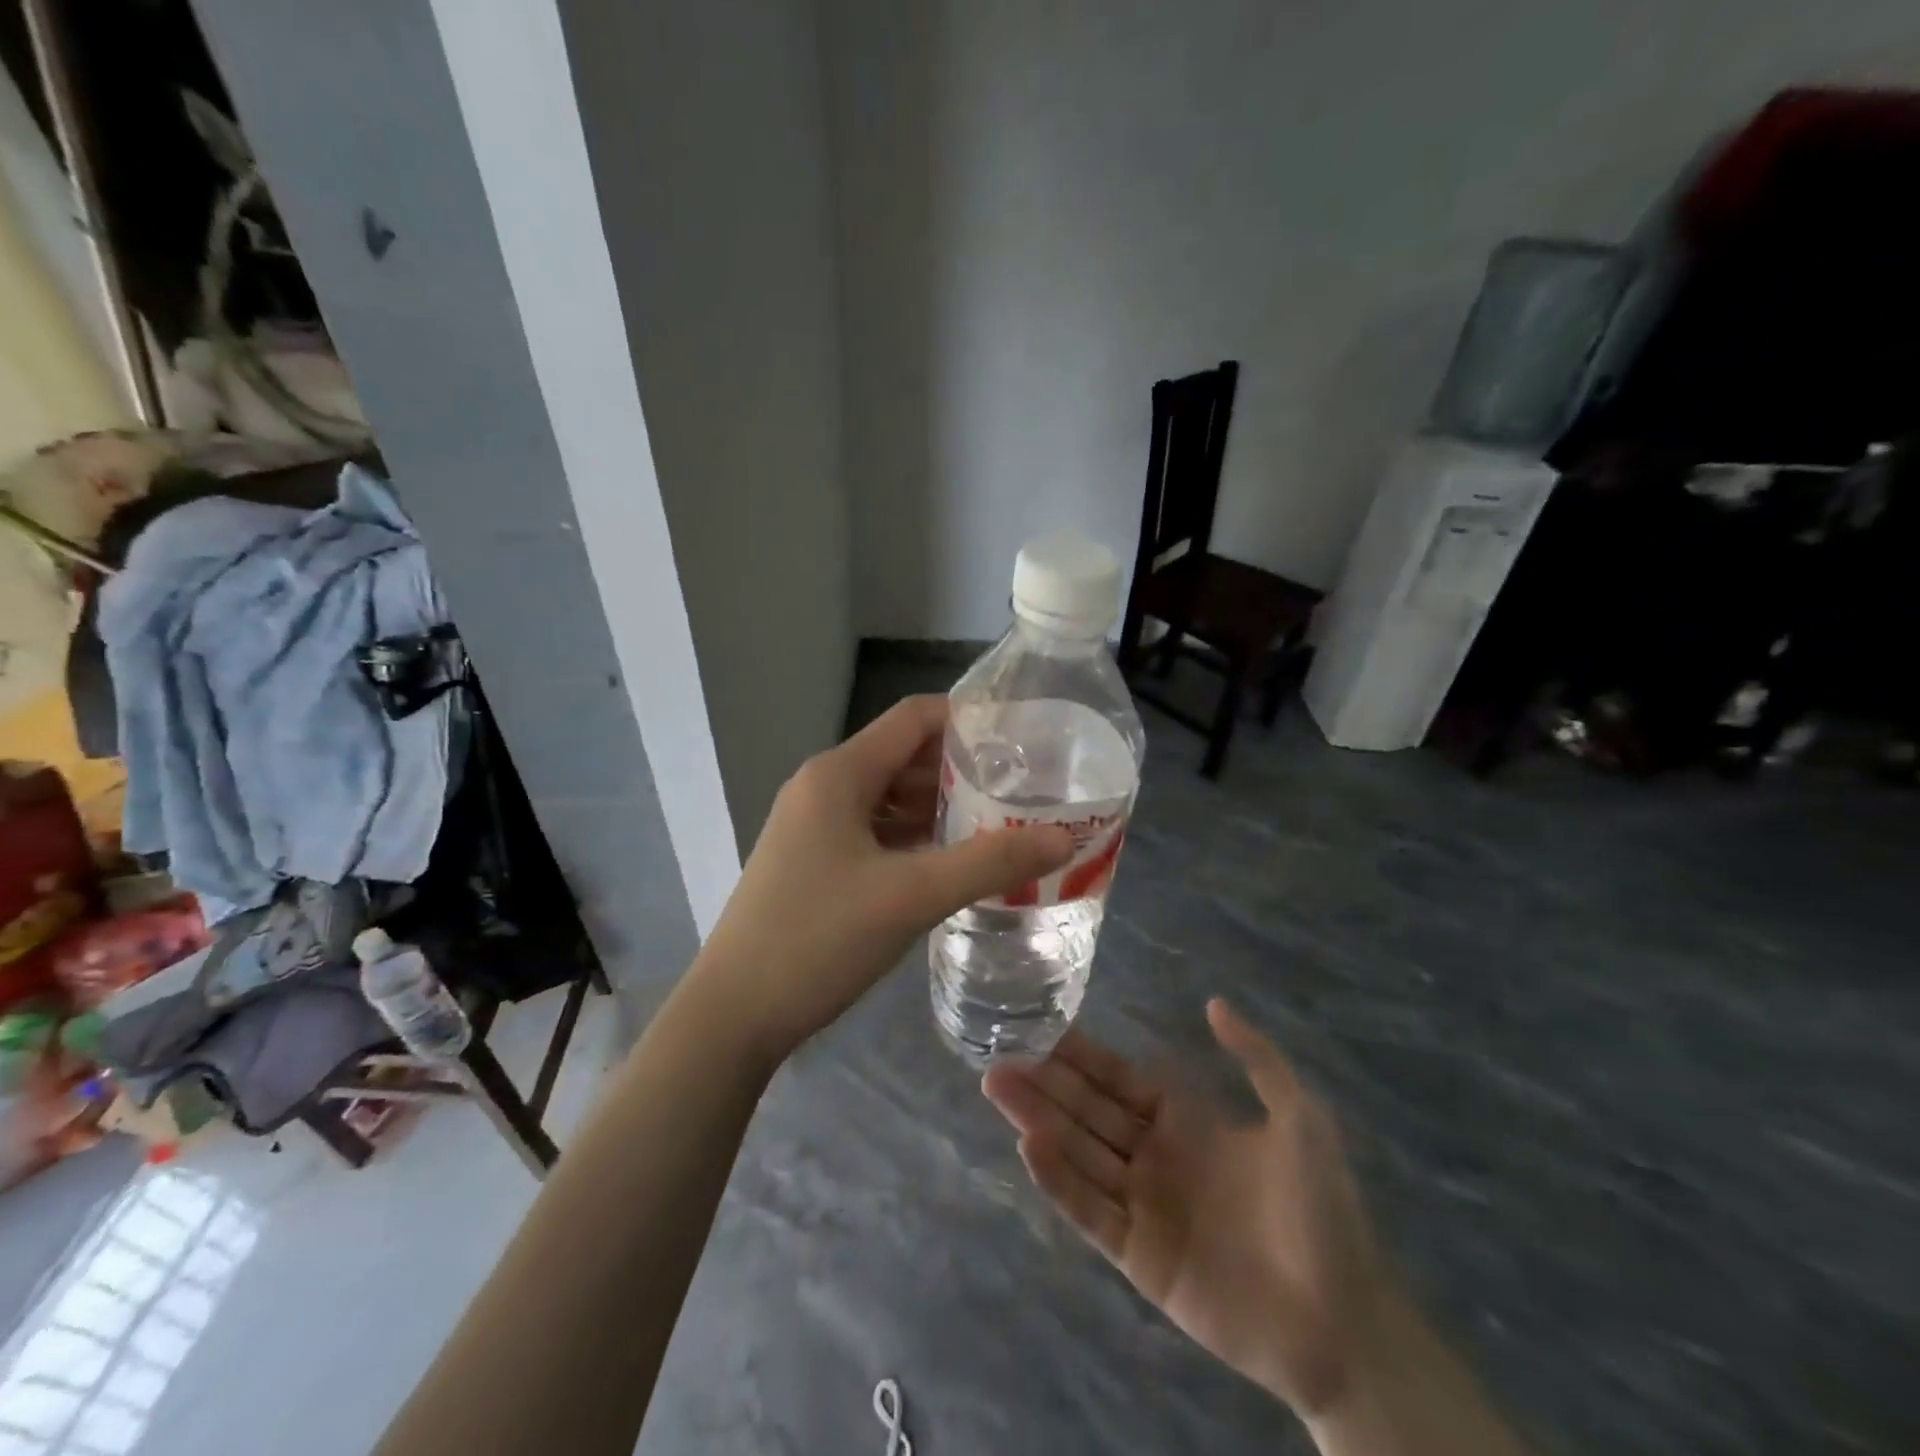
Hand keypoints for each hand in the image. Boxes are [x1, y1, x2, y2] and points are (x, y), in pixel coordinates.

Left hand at [692, 695, 1074, 1064]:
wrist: (733, 1014)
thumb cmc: (817, 939)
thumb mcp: (911, 896)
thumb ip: (990, 863)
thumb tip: (1064, 838)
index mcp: (839, 774)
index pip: (914, 718)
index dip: (969, 719)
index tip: (1023, 739)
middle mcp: (823, 787)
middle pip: (904, 757)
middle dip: (963, 769)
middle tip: (1025, 788)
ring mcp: (814, 826)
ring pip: (890, 798)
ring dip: (941, 808)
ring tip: (1002, 824)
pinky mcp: (814, 861)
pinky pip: (875, 832)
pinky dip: (915, 838)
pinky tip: (953, 862)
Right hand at [983, 1000, 1393, 1414]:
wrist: (1346, 1323)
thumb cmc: (1322, 1210)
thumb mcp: (1300, 1117)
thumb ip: (1256, 1058)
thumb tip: (1213, 1002)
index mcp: (1182, 1120)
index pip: (1115, 1078)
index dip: (1077, 1055)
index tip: (1036, 1028)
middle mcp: (1152, 1155)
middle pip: (1085, 1110)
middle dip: (1043, 1083)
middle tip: (996, 1056)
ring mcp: (1142, 1205)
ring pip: (1078, 1152)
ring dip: (1038, 1120)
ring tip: (997, 1087)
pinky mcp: (1138, 1256)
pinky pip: (1091, 1210)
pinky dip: (1059, 1179)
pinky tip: (1030, 1146)